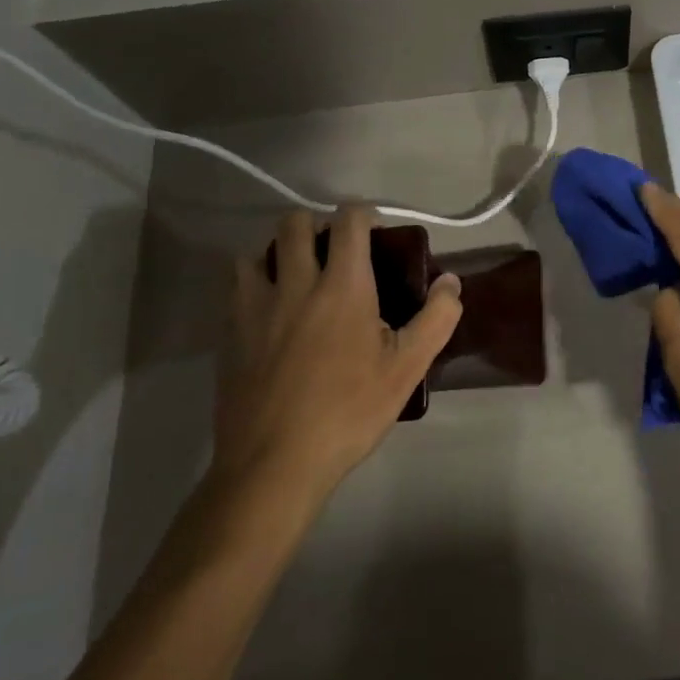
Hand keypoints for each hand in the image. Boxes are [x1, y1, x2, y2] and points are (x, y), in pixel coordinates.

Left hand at [215, 207, 461, 505]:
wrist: (273, 464)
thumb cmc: (348, 412)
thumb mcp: (407, 368)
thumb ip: (437, 318)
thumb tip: (451, 282)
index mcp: (342, 286)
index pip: (348, 221)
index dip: (364, 215)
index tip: (376, 235)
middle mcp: (294, 284)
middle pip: (294, 223)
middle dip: (317, 225)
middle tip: (335, 254)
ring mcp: (255, 307)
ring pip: (255, 252)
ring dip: (278, 254)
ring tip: (297, 279)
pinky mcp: (229, 333)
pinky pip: (237, 288)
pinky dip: (255, 284)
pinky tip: (271, 315)